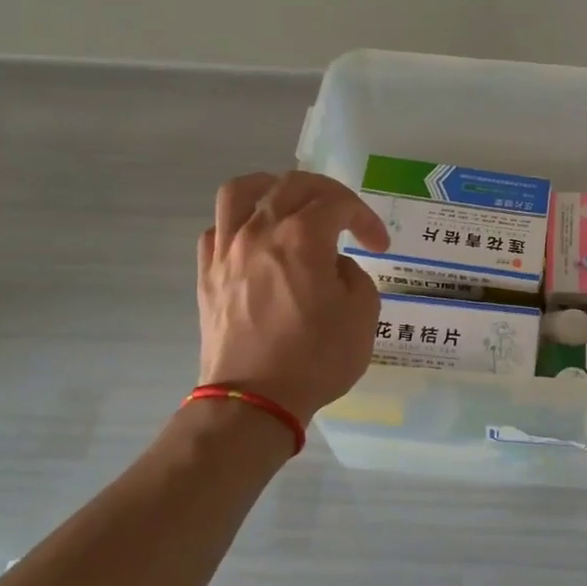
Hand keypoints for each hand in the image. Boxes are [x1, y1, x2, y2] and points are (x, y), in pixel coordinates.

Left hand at [198, 171, 390, 422]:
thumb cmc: (315, 358)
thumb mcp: (363, 315)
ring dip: (271, 188)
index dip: (364, 217)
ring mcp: (227, 251)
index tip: (378, 245)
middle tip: (345, 217)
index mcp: (302, 237)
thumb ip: (355, 275)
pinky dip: (239, 223)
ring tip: (287, 202)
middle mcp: (260, 231)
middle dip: (327, 193)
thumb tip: (332, 266)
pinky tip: (254, 241)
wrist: (254, 401)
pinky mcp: (207, 275)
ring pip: (240, 192)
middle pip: (291, 184)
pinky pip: (217, 229)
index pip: (338, 203)